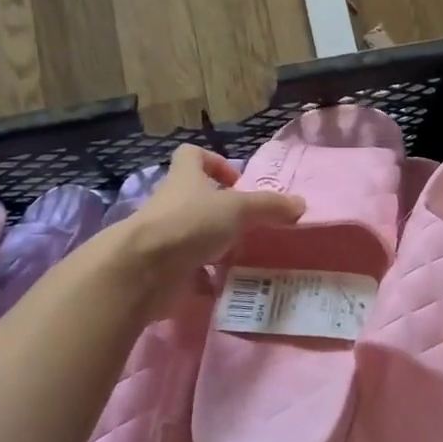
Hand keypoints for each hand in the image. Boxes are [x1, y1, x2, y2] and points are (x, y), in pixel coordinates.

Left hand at [118, 144, 304, 297]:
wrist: (142, 271)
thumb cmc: (189, 224)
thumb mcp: (238, 209)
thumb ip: (269, 206)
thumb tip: (300, 205)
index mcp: (184, 179)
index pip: (191, 155)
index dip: (213, 162)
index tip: (236, 181)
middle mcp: (171, 204)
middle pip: (194, 198)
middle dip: (221, 211)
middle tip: (249, 225)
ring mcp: (163, 238)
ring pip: (192, 235)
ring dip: (214, 245)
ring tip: (243, 257)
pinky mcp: (161, 269)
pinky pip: (188, 271)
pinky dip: (205, 278)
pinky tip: (226, 286)